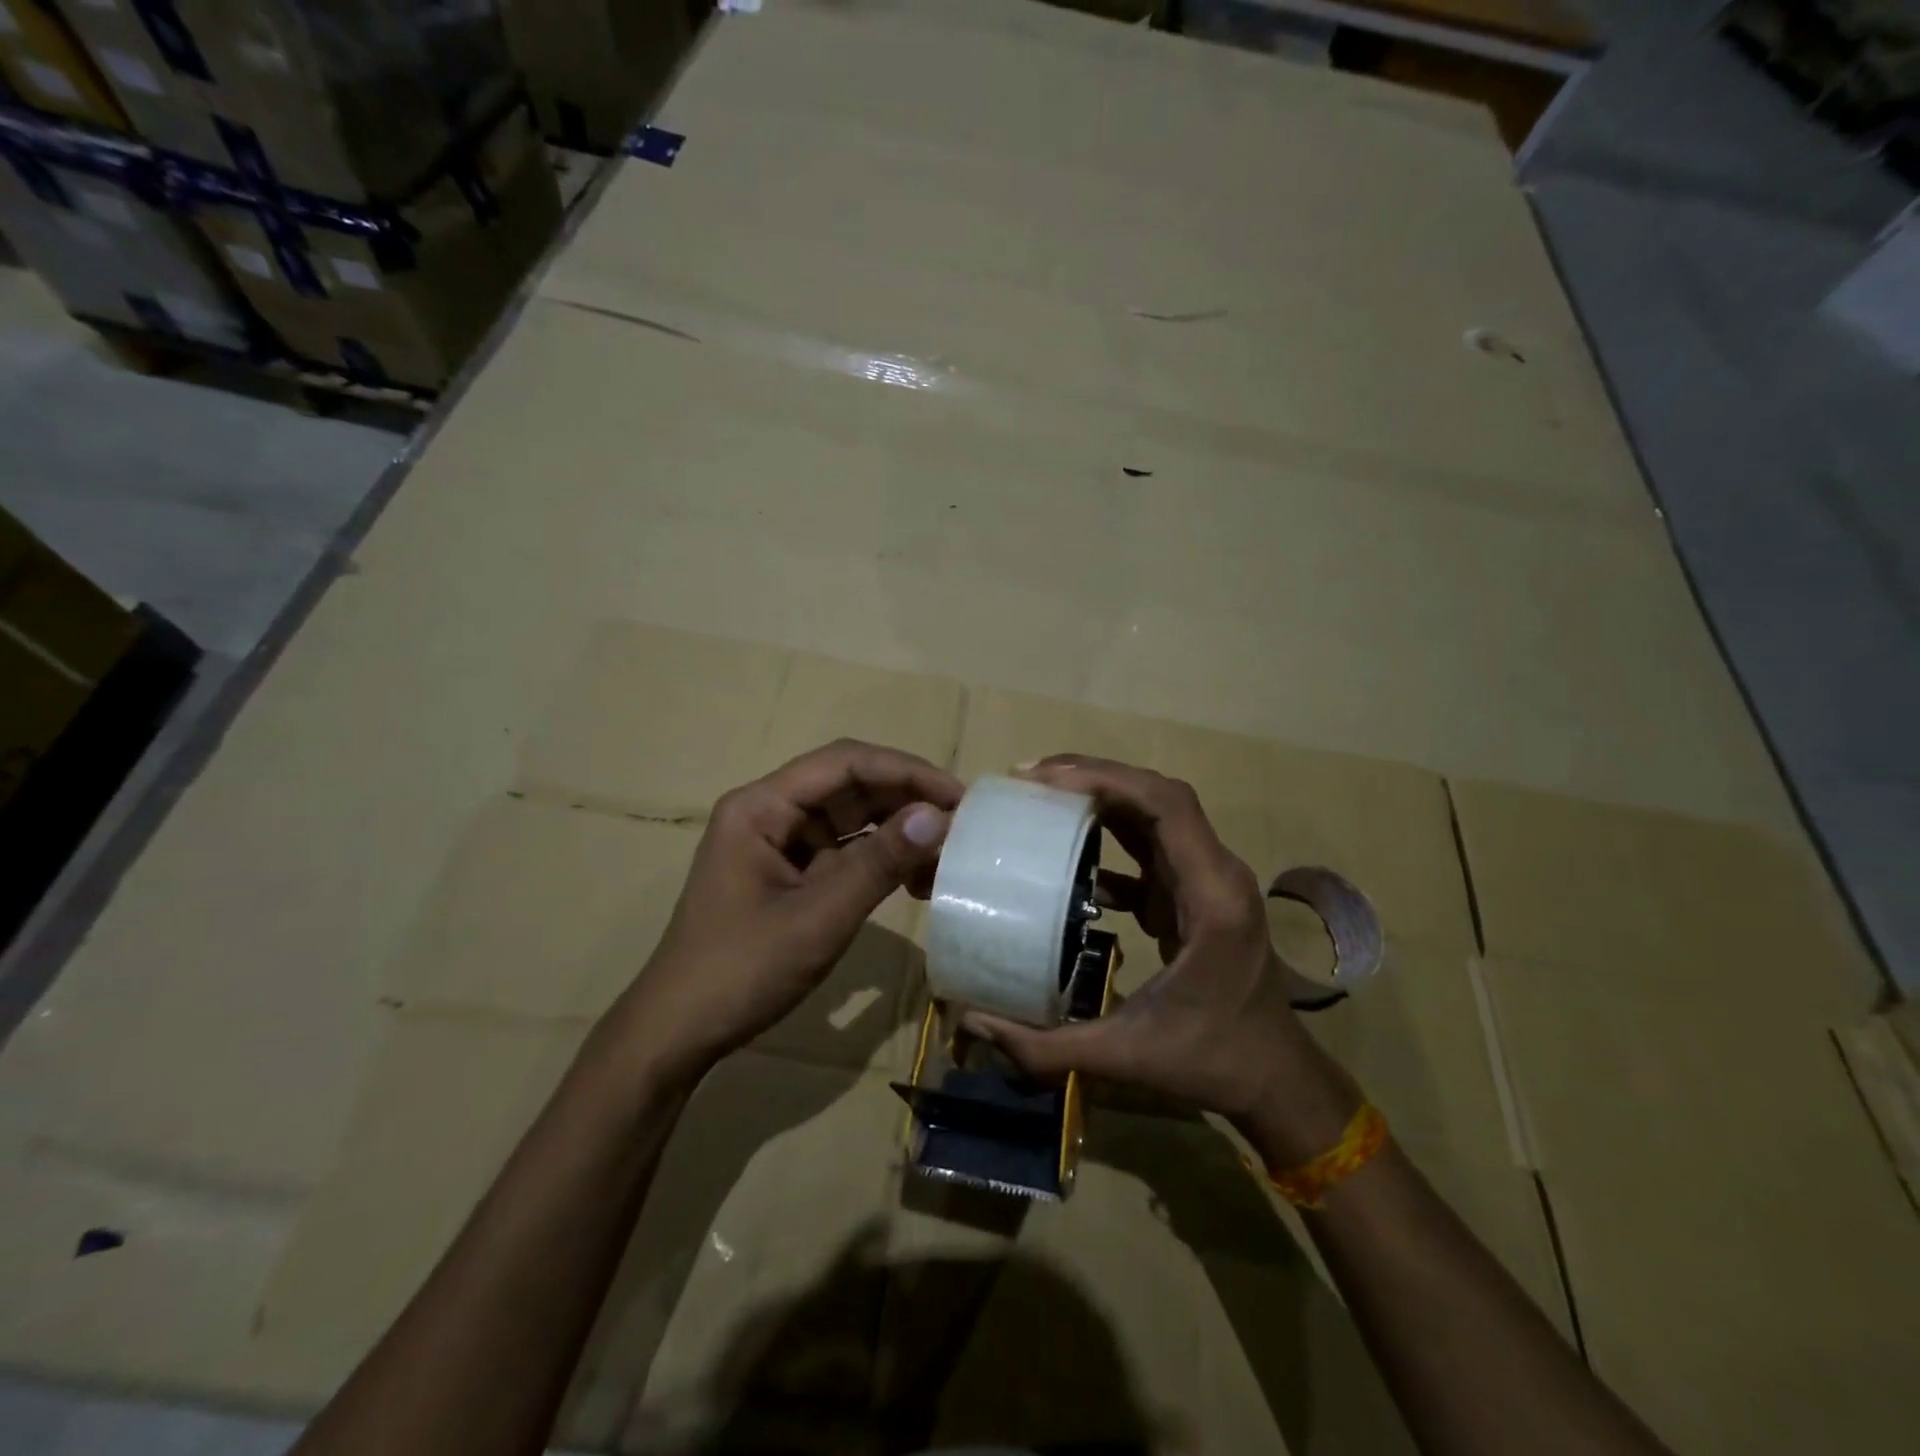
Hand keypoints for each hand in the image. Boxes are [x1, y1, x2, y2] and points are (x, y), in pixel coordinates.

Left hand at [612, 740, 959, 1083]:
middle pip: (850, 785)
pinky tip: (916, 880)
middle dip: (906, 800)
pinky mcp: (792, 873)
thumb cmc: (742, 970)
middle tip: (962, 824)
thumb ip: (879, 862)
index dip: (905, 772)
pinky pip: (845, 851)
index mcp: (762, 806)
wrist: (680, 1032)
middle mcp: (771, 812)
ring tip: (946, 854)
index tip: (957, 796)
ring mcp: (781, 843)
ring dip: (898, 831)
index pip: (845, 763)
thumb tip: (938, 817)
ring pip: (852, 818)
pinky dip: (881, 860)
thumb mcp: (819, 917)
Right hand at [964, 756, 1354, 1151]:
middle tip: (1030, 779)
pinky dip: (1111, 836)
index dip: (1106, 780)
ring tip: (1042, 796)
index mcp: (1212, 896)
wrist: (1276, 1079)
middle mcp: (1215, 873)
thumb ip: (1048, 1048)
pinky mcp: (1193, 895)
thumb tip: (975, 1024)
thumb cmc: (1213, 1062)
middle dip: (1094, 777)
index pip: (1166, 806)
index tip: (1045, 781)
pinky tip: (1068, 852)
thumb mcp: (1128, 1056)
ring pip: (1155, 814)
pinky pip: (1151, 846)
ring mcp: (1207, 881)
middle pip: (1158, 796)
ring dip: (1102, 797)